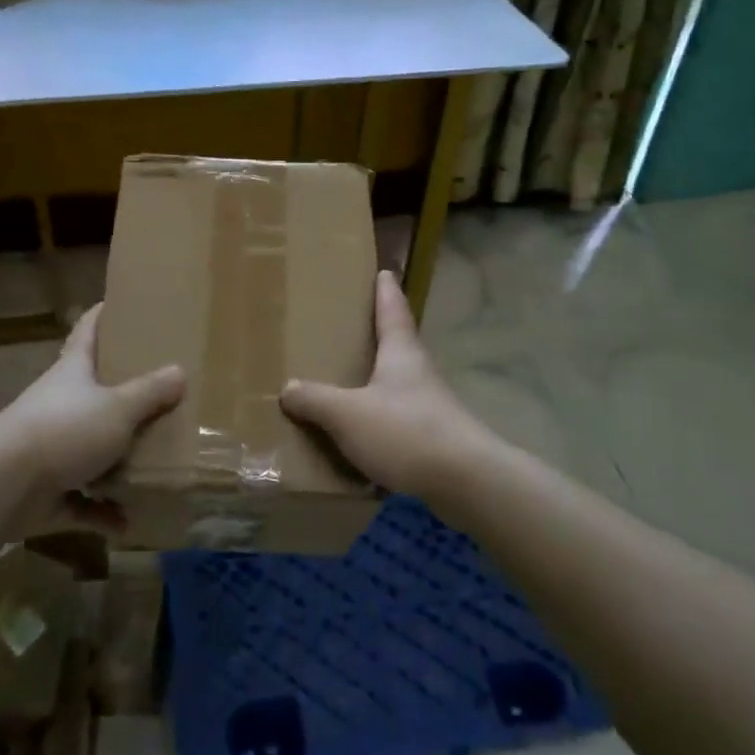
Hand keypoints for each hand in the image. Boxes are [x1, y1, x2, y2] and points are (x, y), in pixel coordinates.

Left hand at [0, 304, 183, 517]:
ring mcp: (51, 449)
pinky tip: (128, 522)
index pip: (87, 331)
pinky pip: (82, 501)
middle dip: (122, 393)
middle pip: (93, 391)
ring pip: (90, 449)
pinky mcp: (47, 491)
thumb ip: (150, 392)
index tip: (120, 303)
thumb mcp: (118, 407)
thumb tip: (180, 372)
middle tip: (160, 391)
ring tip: (153, 463)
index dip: (102, 315)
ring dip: (116, 461)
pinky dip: (103, 512)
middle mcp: (60, 405)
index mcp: (73, 372)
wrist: (5, 485)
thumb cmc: (65, 429)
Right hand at [280, 269, 500, 500]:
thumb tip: (288, 388)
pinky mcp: (435, 439)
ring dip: (378, 382)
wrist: (466, 483)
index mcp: (401, 353)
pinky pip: (399, 422)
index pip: (393, 310)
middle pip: (398, 345)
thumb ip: (315, 400)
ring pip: (398, 385)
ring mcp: (431, 407)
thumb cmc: (405, 432)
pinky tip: (362, 438)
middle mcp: (419, 373)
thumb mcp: (348, 414)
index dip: (386, 291)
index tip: (384, 272)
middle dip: (378, 336)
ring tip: (348, 384)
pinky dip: (380, 422)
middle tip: (352, 328)